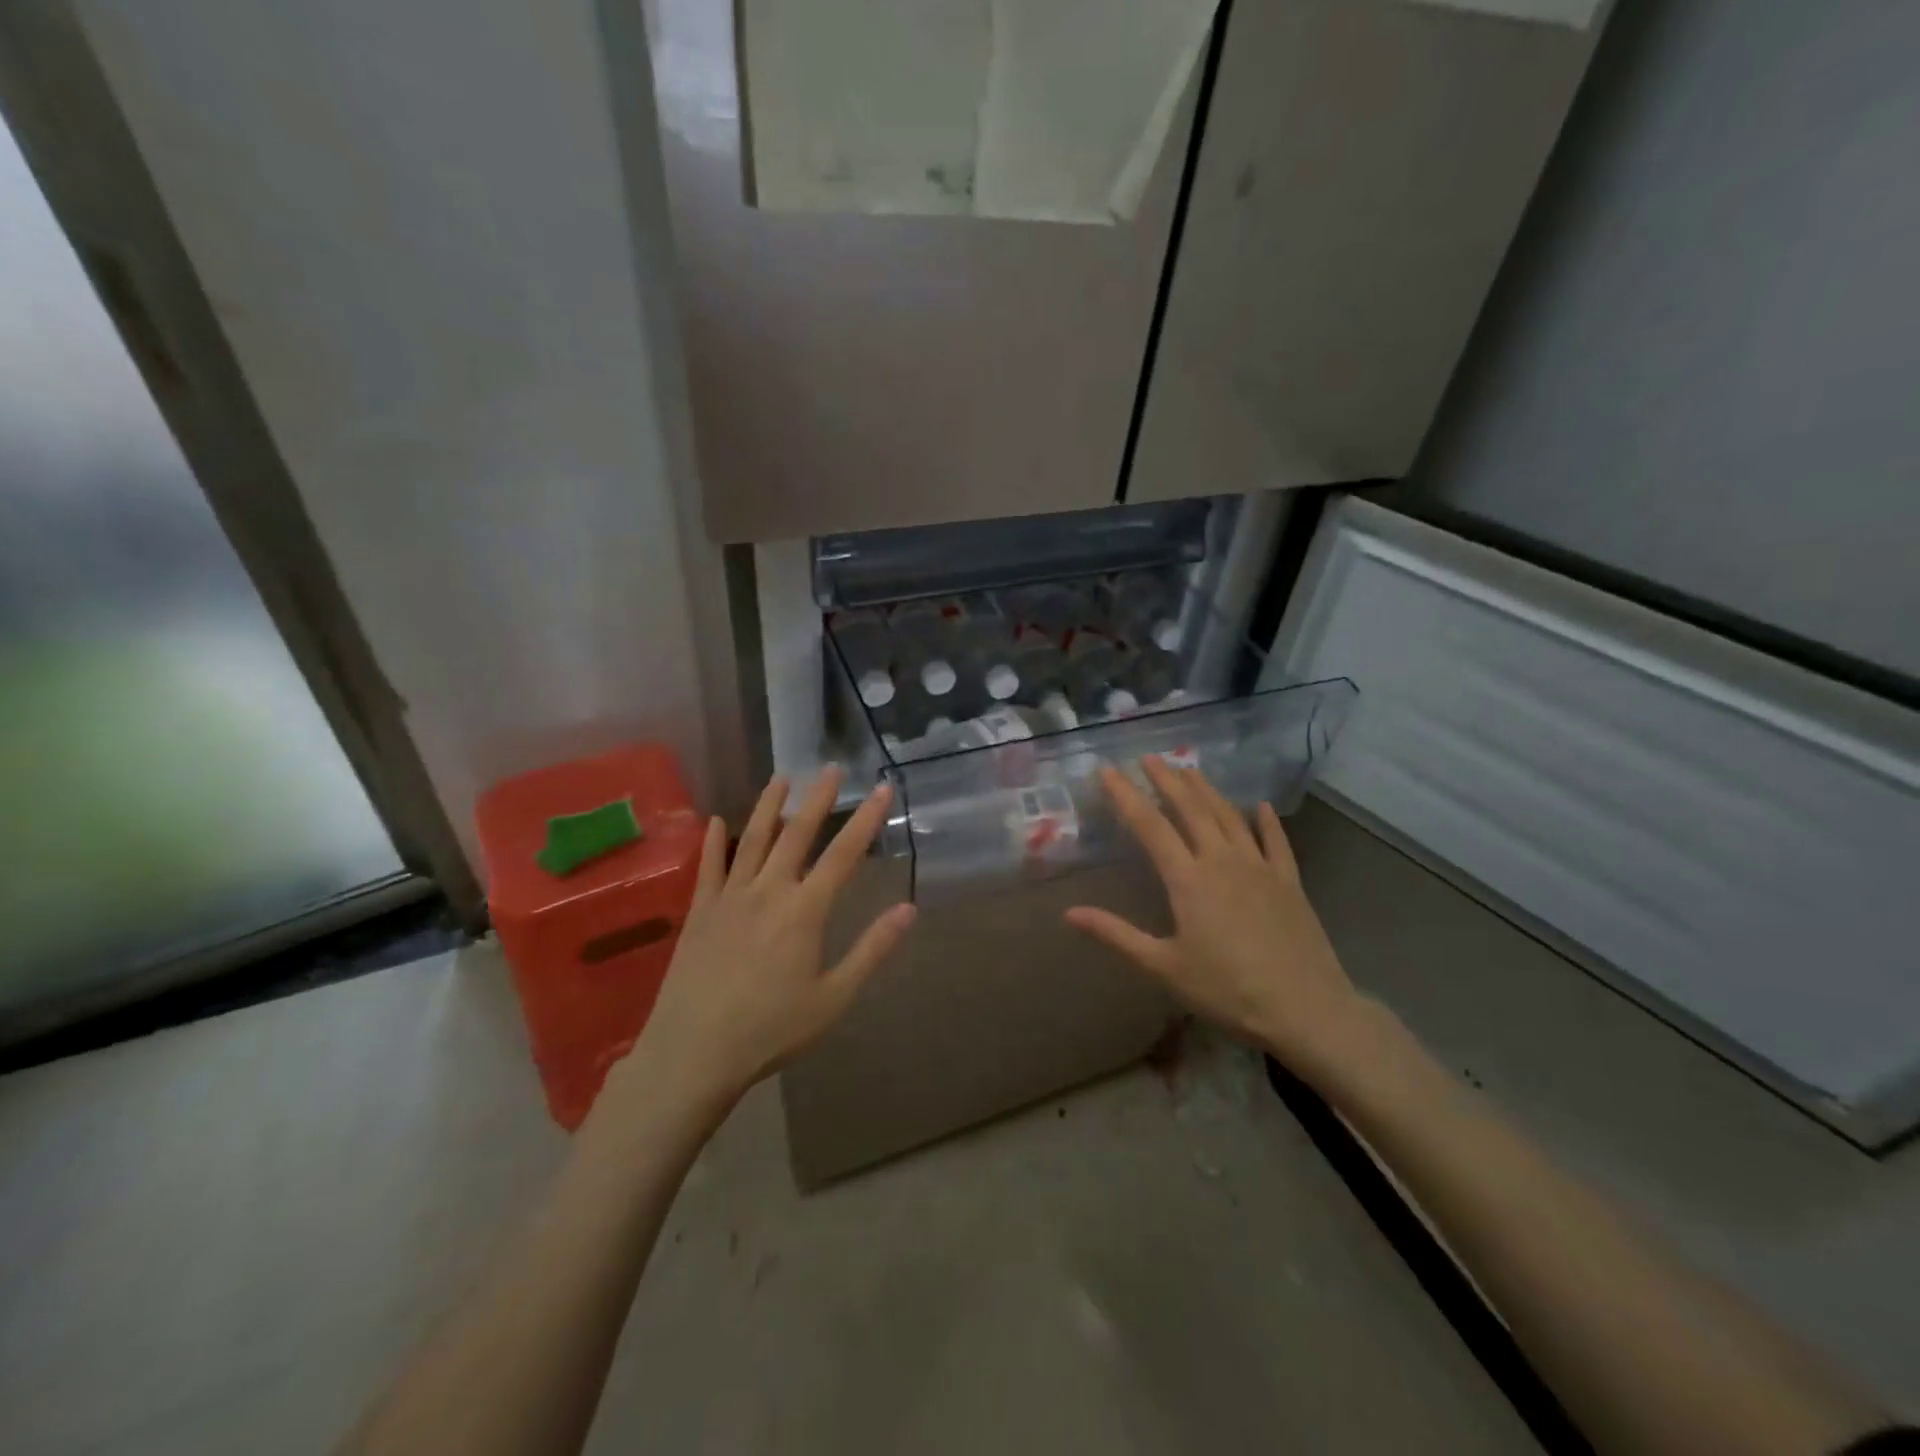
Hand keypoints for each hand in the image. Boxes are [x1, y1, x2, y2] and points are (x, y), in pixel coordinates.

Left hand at [617, 768, 914, 1114]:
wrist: (693, 1053)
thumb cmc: (771, 1030)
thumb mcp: (833, 998)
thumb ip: (872, 950)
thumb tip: (909, 909)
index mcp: (805, 911)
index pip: (844, 854)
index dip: (866, 819)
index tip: (882, 787)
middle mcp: (768, 891)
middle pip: (797, 834)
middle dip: (818, 798)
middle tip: (830, 767)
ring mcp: (729, 897)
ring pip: (752, 839)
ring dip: (768, 805)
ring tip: (781, 777)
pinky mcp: (699, 911)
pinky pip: (708, 867)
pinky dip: (713, 841)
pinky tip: (714, 821)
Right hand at [1064, 757, 1367, 1083]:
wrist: (1306, 1010)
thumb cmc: (1227, 990)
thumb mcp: (1163, 967)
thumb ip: (1116, 934)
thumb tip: (1069, 913)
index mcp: (1188, 879)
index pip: (1150, 826)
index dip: (1126, 796)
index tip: (1109, 771)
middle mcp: (1223, 861)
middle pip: (1191, 809)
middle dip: (1167, 780)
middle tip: (1150, 758)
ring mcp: (1260, 868)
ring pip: (1229, 817)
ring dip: (1207, 790)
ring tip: (1190, 769)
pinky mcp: (1289, 882)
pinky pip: (1276, 842)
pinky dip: (1266, 821)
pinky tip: (1261, 806)